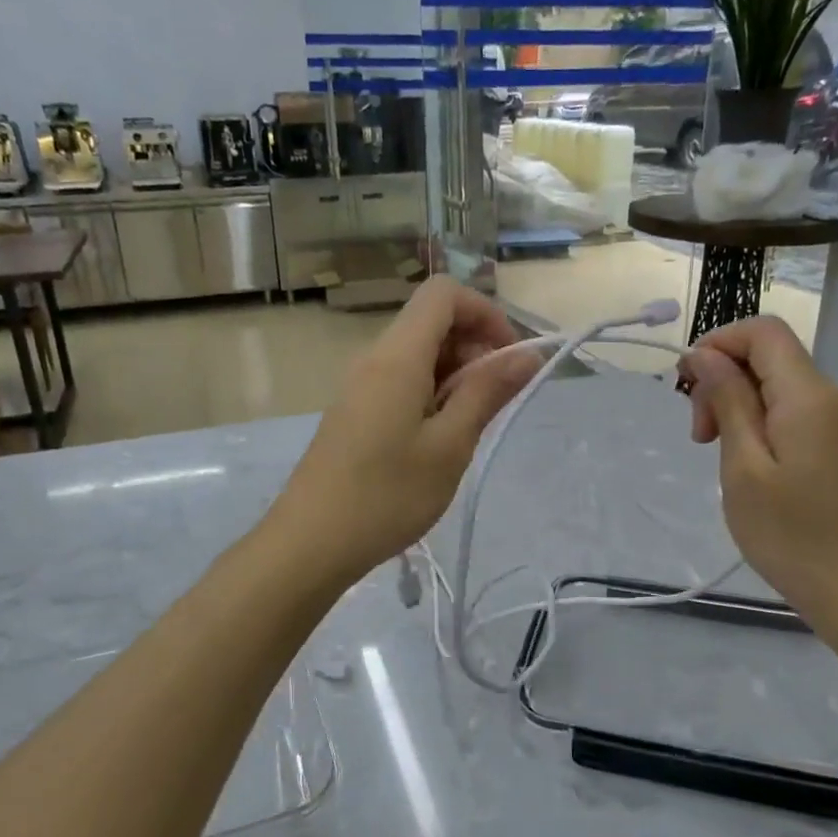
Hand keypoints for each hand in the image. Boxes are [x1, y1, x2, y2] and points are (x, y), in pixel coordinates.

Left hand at [271, 277, 540, 582]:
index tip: (509, 359)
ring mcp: (360, 384)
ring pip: (418, 354)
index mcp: (397, 355)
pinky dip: (431, 394)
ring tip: (467, 429)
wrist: (311, 542)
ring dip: (454, 376)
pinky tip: (437, 441)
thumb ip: (488, 392)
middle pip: (431, 322)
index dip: (485, 313)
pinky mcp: (354, 410)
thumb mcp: (450, 445)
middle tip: (493, 403)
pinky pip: (400, 381)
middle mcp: (374, 358)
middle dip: (474, 347)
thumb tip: (526, 355)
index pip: (444, 293)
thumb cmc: (387, 495)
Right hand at [680, 316, 837, 633]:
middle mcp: (833, 397)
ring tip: (717, 455)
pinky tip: (747, 465)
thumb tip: (706, 355)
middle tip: (698, 436)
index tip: (686, 386)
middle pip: (769, 357)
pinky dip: (760, 424)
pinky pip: (794, 413)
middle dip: (723, 380)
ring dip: (738, 405)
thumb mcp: (744, 467)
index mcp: (809, 396)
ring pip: (779, 386)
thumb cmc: (792, 535)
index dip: (717, 343)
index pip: (763, 331)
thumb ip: (728, 401)